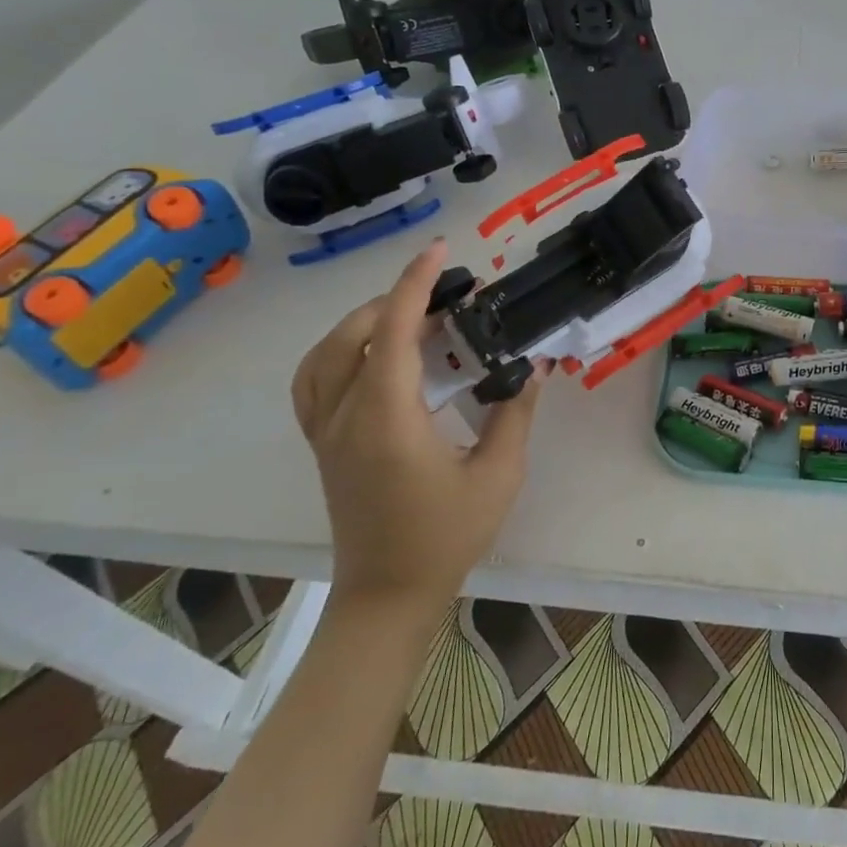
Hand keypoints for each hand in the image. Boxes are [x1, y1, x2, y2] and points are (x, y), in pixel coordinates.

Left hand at [291, 240, 546, 607]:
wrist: (388, 595)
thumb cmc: (446, 536)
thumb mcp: (498, 474)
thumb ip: (515, 412)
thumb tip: (533, 364)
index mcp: (388, 419)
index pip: (395, 333)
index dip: (416, 285)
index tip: (440, 251)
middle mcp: (345, 417)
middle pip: (354, 334)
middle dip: (397, 299)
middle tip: (445, 295)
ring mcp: (325, 432)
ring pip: (324, 354)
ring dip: (363, 322)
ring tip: (408, 317)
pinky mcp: (322, 445)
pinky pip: (313, 381)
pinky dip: (336, 351)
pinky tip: (370, 356)